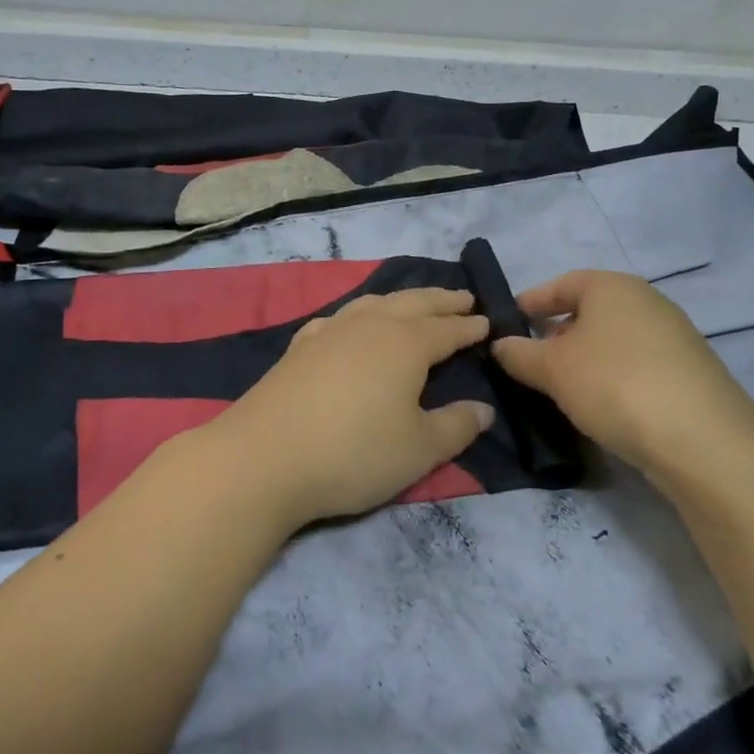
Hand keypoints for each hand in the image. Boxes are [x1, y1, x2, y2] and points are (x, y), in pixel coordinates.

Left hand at [208, 288, 493, 527]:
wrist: (266, 456)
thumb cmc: (354, 452)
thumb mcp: (419, 449)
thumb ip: (456, 426)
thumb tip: (484, 409)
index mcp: (404, 344)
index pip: (446, 329)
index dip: (468, 326)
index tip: (487, 321)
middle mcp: (368, 326)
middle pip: (411, 304)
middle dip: (440, 300)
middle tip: (462, 297)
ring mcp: (329, 331)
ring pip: (373, 303)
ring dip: (400, 300)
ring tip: (414, 303)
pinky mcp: (299, 346)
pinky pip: (338, 318)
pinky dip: (357, 314)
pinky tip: (350, 324)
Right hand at [491, 271, 753, 478]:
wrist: (704, 442)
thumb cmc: (614, 384)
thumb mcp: (551, 369)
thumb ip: (518, 353)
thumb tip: (500, 345)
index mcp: (612, 286)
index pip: (561, 283)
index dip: (531, 302)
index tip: (508, 324)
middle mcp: (647, 302)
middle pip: (590, 310)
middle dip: (557, 332)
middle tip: (531, 360)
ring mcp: (675, 338)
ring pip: (614, 340)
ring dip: (585, 358)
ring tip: (562, 387)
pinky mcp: (691, 374)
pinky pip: (637, 365)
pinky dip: (613, 377)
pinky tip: (602, 406)